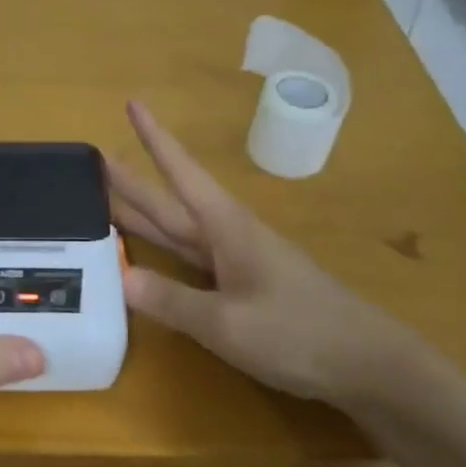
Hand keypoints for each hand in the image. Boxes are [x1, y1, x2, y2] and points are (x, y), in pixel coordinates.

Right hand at [108, 100, 431, 411]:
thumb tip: (120, 277)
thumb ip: (173, 300)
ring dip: (144, 214)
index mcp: (226, 229)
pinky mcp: (244, 287)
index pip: (180, 173)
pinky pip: (191, 260)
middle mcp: (229, 236)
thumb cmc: (300, 333)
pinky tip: (150, 256)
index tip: (132, 103)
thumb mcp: (228, 323)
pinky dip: (164, 251)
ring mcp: (239, 262)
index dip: (154, 139)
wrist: (369, 364)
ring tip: (107, 200)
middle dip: (134, 181)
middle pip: (171, 202)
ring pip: (179, 230)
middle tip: (95, 160)